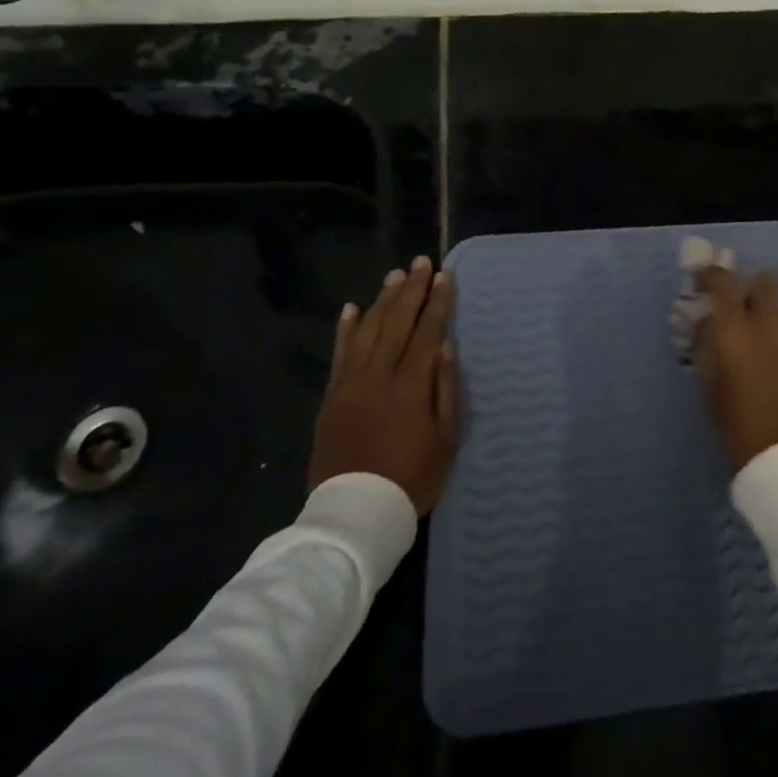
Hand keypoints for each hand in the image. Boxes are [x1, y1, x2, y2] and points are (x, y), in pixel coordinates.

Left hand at [308, 256, 458, 512]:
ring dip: (383, 300)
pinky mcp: (331, 397)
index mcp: (411, 384)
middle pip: (398, 322)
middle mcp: (379, 375)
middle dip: (412, 290)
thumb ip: (446, 389)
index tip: (444, 276)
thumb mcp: (445, 439)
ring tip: (395, 276)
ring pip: (369, 330)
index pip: (427, 331)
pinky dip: (346, 329)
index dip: (437, 302)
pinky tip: (352, 308)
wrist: (354, 514)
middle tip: (421, 262)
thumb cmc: (411, 478)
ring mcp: (351, 384)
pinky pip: (339, 354)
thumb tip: (446, 346)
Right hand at [692, 266, 777, 471]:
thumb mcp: (712, 393)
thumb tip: (708, 324)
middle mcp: (772, 324)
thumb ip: (709, 350)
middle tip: (745, 314)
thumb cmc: (743, 433)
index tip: (705, 279)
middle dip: (753, 292)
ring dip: (777, 323)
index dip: (712, 275)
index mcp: (737, 331)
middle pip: (766, 283)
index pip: (722, 282)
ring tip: (773, 351)